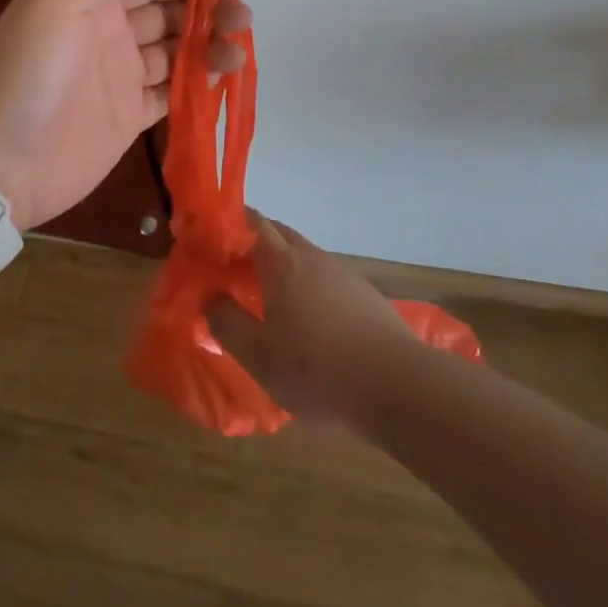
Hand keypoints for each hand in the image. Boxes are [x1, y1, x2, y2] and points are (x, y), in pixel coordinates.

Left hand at [0, 0, 250, 230]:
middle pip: (169, 10)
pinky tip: (223, 77)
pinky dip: (200, 82)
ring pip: (177, 49)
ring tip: (238, 49)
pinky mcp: (130, 116)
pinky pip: (173, 91)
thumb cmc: (28, 72)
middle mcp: (109, 31)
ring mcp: (120, 75)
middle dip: (207, 8)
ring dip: (210, 43)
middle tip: (241, 17)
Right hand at [205, 213, 415, 426]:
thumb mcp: (258, 356)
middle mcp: (311, 256)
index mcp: (281, 263)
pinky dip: (306, 286)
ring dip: (280, 266)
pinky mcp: (363, 293)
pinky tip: (308, 322)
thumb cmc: (317, 370)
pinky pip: (324, 277)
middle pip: (277, 233)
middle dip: (252, 243)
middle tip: (231, 271)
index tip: (209, 243)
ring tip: (267, 300)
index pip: (251, 221)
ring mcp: (341, 272)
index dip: (228, 225)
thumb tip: (211, 296)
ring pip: (302, 255)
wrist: (397, 385)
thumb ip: (227, 322)